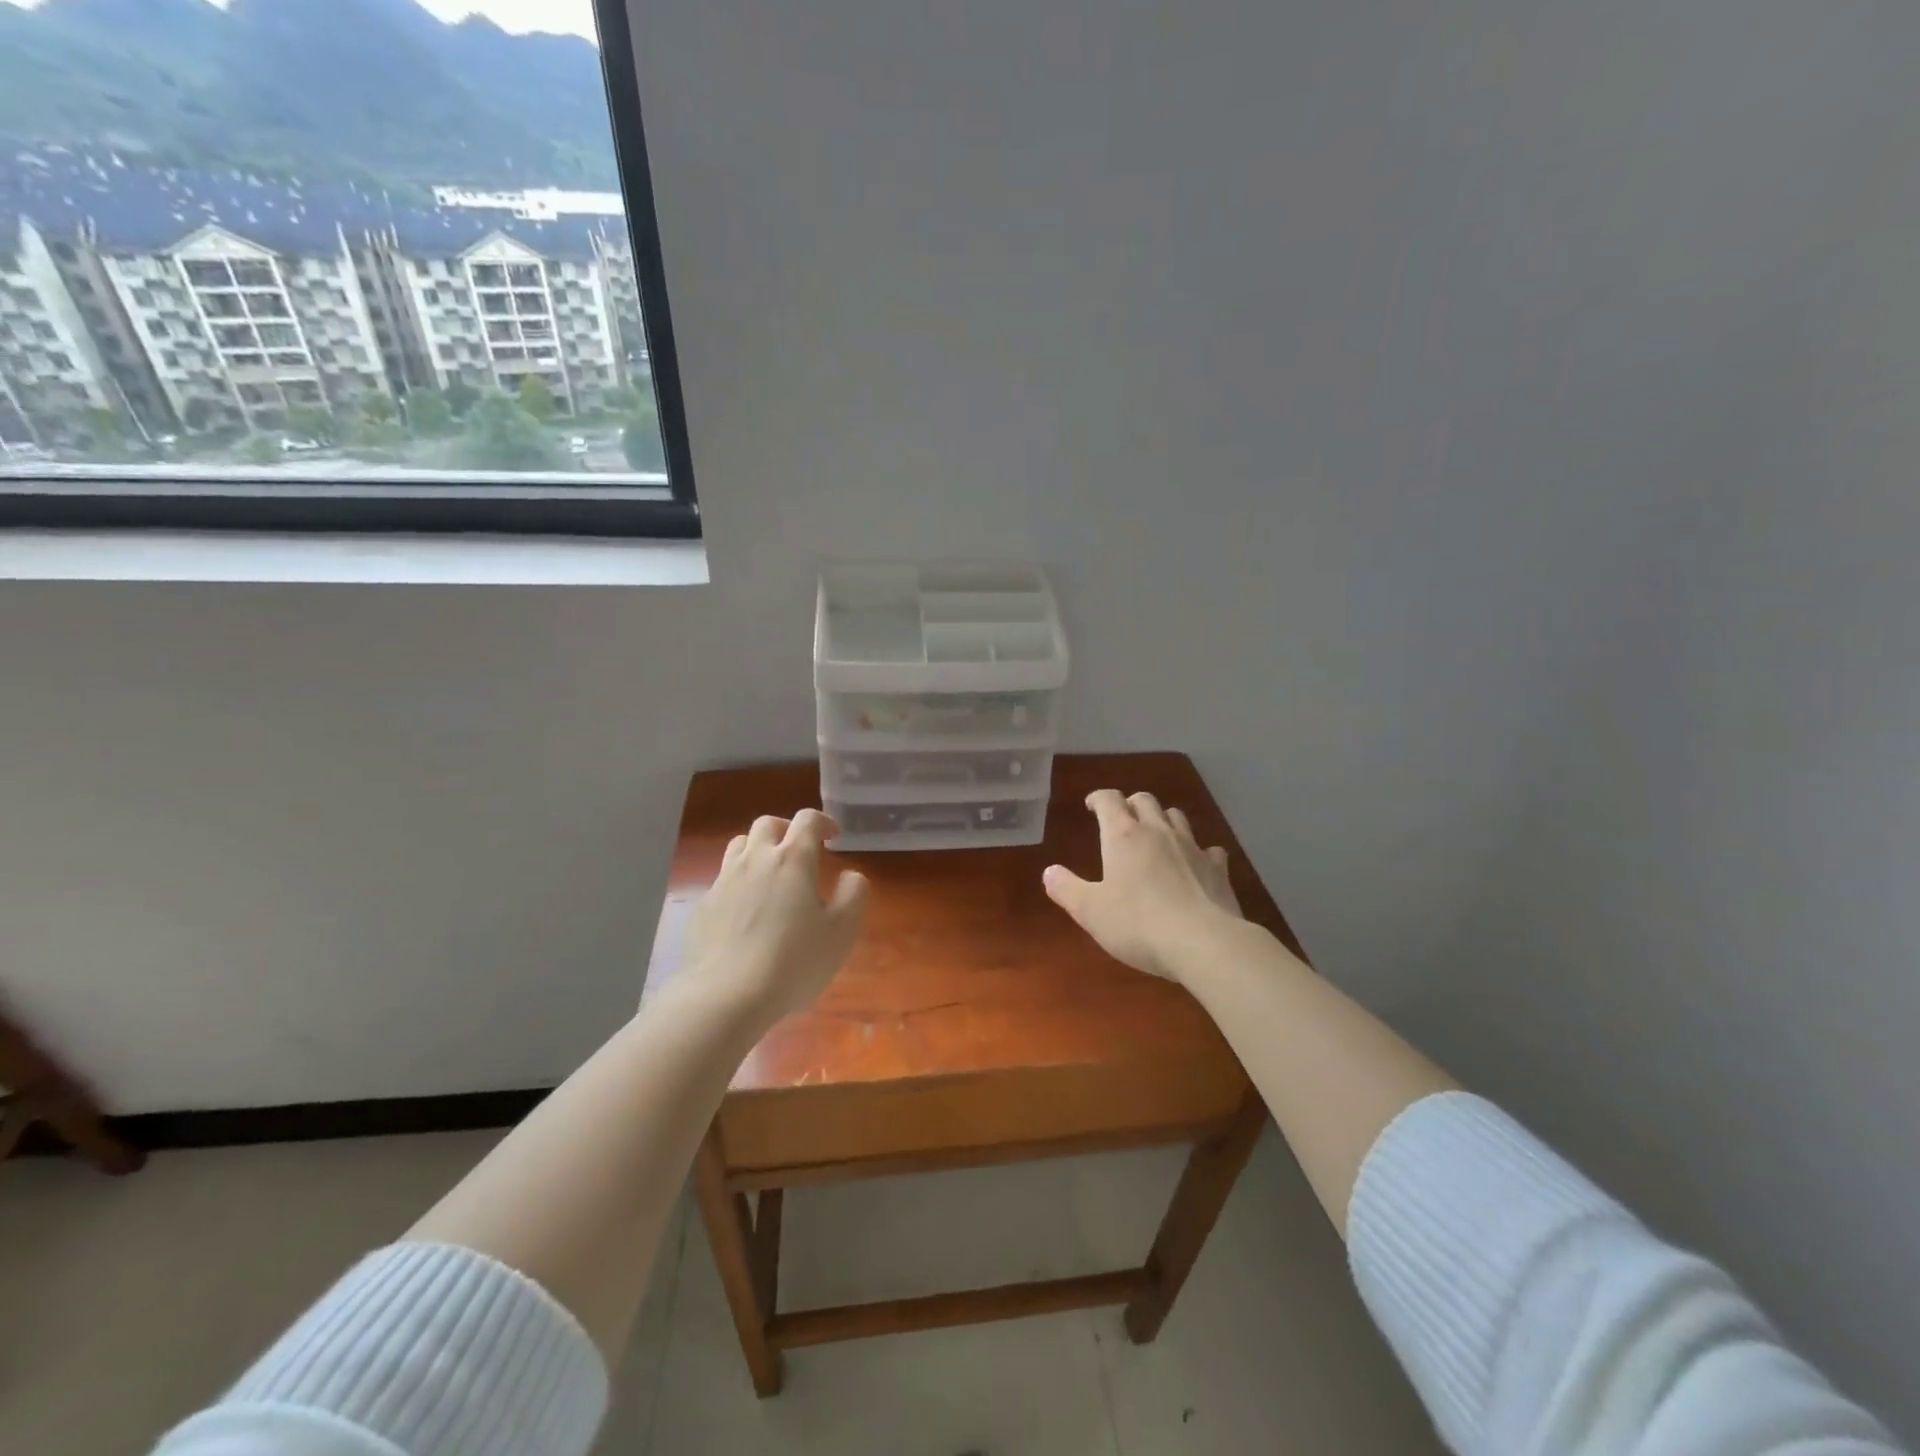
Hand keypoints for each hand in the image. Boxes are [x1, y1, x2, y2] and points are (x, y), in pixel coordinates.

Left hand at [683, 809, 870, 1025]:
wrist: (726, 996)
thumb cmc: (793, 961)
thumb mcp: (842, 931)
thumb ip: (854, 894)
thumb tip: (851, 875)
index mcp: (792, 859)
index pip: (807, 819)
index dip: (823, 821)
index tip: (833, 837)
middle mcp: (755, 860)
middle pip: (767, 824)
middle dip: (787, 829)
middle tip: (800, 849)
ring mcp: (724, 881)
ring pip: (739, 845)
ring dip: (758, 849)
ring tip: (770, 872)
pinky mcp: (703, 906)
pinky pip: (722, 880)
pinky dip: (738, 882)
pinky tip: (745, 910)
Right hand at [1043, 790, 1241, 980]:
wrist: (1204, 943)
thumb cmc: (1138, 924)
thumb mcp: (1090, 911)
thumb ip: (1067, 889)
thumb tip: (1049, 872)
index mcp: (1123, 836)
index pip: (1109, 800)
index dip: (1099, 798)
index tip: (1092, 805)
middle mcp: (1158, 832)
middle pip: (1145, 800)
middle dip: (1131, 804)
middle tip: (1122, 819)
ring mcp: (1192, 847)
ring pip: (1176, 817)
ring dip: (1163, 819)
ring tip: (1155, 835)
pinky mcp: (1218, 869)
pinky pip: (1208, 849)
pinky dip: (1198, 851)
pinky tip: (1195, 864)